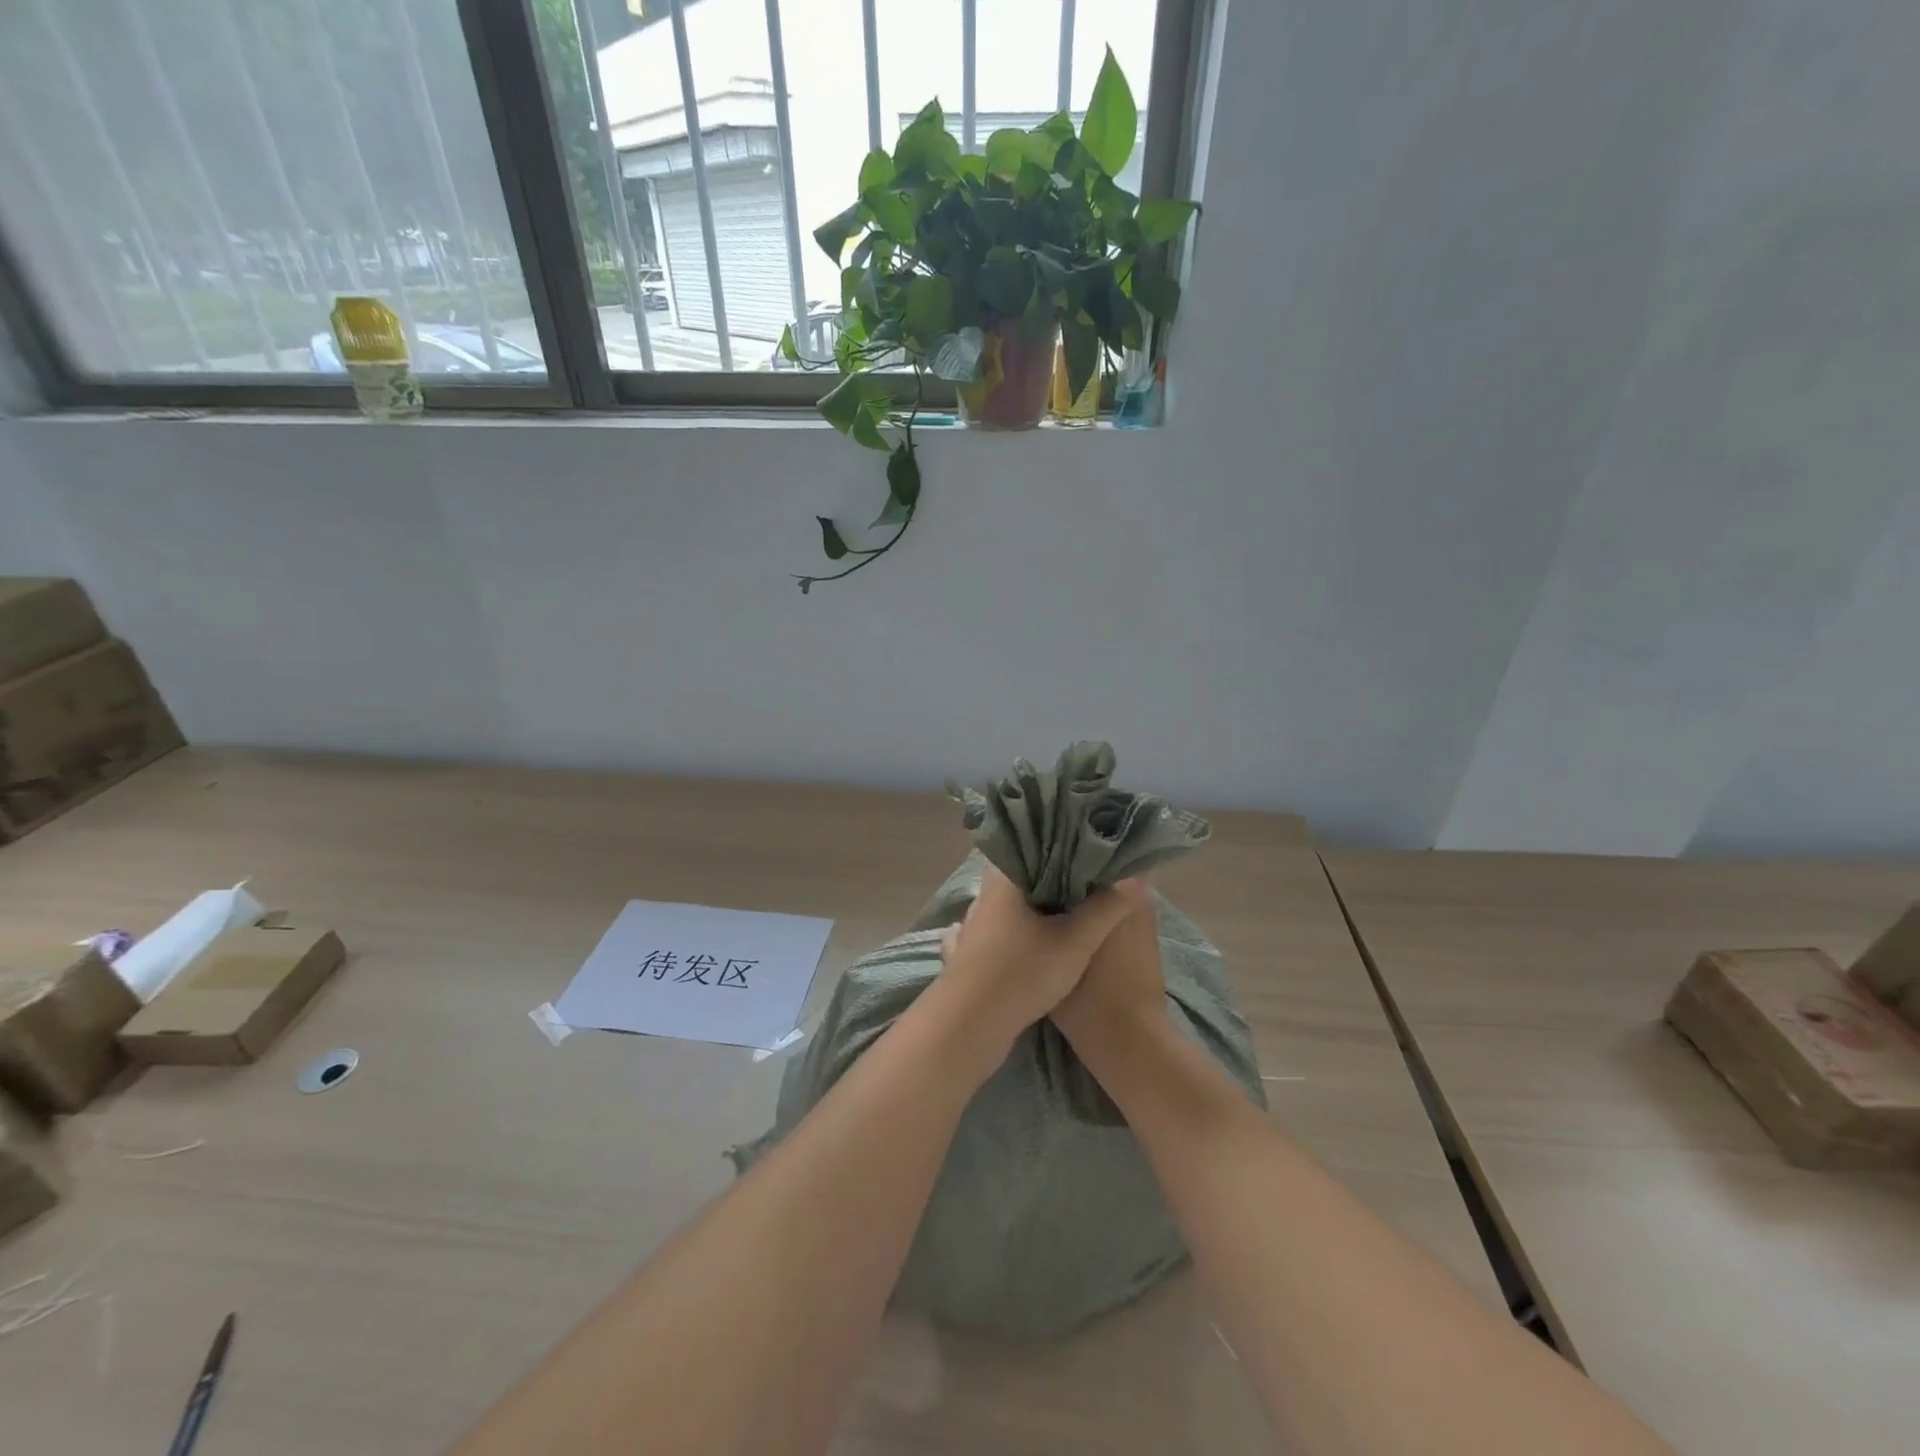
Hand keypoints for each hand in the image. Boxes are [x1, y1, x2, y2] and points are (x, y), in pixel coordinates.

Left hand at [932, 865, 1144, 1065]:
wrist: (971, 1026)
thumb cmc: (1023, 972)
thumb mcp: (1076, 940)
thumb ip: (1107, 907)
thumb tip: (1135, 876)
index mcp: (1003, 878)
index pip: (1033, 845)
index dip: (1063, 845)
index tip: (1091, 850)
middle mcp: (984, 896)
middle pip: (1024, 877)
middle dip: (1054, 879)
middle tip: (1091, 882)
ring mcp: (974, 926)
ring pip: (1012, 907)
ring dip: (1036, 908)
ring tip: (1071, 910)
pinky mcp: (972, 953)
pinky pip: (999, 932)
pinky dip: (1016, 932)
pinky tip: (1033, 939)